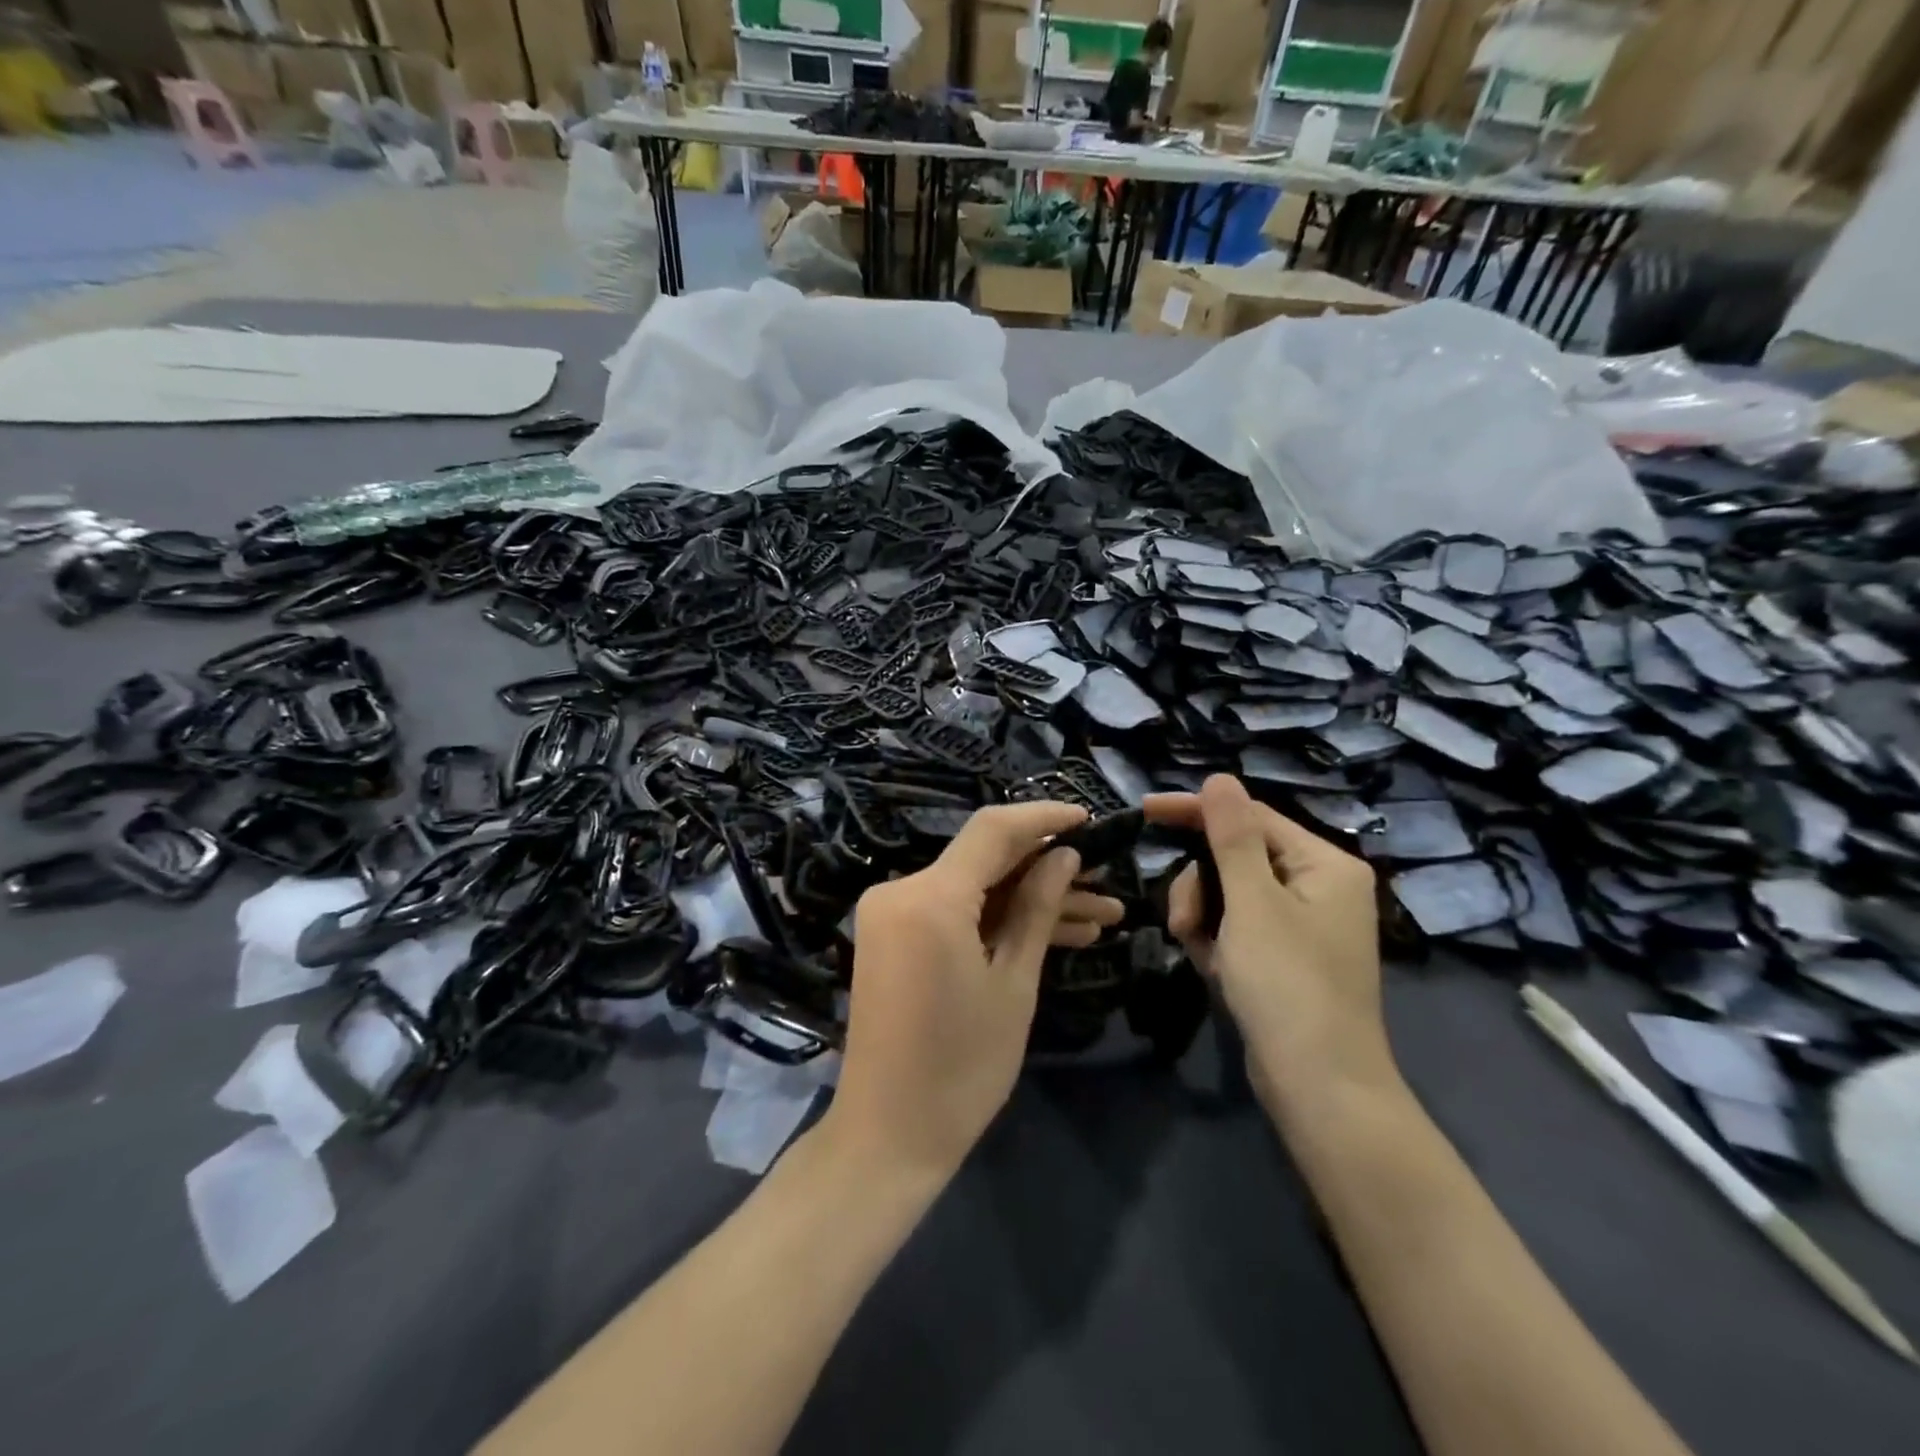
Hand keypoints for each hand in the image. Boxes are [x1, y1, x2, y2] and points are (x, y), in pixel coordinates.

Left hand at [825, 802, 1123, 1180]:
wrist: (888, 1133)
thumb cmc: (961, 1067)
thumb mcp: (1013, 984)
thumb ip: (1038, 909)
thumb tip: (1064, 855)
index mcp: (930, 897)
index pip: (993, 830)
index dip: (1044, 818)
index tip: (1090, 819)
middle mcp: (902, 890)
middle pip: (985, 859)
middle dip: (1048, 869)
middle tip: (1106, 883)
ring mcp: (893, 913)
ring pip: (975, 889)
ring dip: (1031, 900)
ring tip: (1101, 917)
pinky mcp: (895, 936)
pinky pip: (955, 912)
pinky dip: (997, 920)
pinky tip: (1057, 933)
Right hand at [1146, 775, 1396, 1116]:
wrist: (1319, 1088)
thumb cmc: (1288, 984)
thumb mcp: (1253, 902)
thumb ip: (1232, 837)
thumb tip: (1219, 778)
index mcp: (1325, 864)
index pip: (1250, 817)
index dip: (1196, 811)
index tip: (1144, 811)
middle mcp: (1319, 886)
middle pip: (1236, 856)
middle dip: (1200, 884)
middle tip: (1182, 920)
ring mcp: (1301, 925)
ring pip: (1229, 894)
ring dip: (1202, 915)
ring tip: (1196, 950)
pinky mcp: (1283, 957)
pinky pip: (1237, 928)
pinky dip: (1217, 941)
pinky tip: (1214, 968)